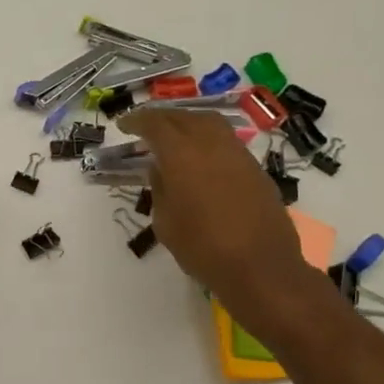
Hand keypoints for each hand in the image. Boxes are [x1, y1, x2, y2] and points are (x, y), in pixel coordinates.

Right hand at [120, 107, 329, 332]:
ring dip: (188, 123)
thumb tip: (160, 169)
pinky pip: (226, 141)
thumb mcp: (166, 222)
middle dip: (162, 117)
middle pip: (184, 117)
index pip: (156, 124)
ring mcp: (238, 154)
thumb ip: (160, 188)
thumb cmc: (202, 249)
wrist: (260, 267)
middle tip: (146, 126)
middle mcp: (212, 145)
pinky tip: (199, 156)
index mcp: (182, 155)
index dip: (137, 120)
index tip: (124, 124)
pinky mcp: (255, 168)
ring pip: (210, 123)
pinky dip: (207, 139)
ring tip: (173, 135)